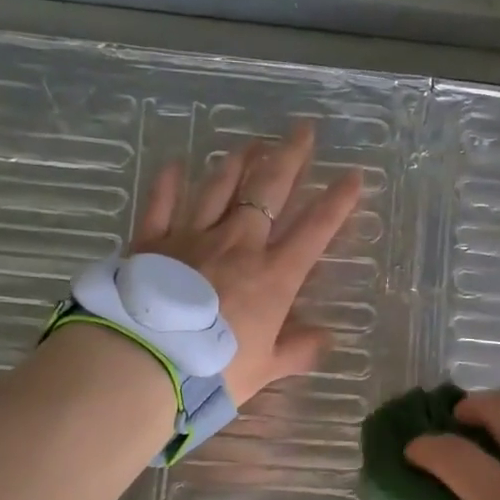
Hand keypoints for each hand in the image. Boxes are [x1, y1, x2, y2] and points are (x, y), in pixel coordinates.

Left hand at [130, 124, 363, 404]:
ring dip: (238, 161)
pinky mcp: (151, 242)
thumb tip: (325, 339)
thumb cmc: (213, 369)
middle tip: (303, 130)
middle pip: (269, 190)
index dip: (337, 202)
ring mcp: (193, 237)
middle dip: (290, 158)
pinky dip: (168, 183)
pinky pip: (162, 203)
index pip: (314, 231)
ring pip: (219, 187)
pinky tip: (175, 165)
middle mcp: (238, 244)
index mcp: (273, 276)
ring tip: (252, 142)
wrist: (145, 362)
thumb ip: (297, 351)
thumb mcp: (265, 369)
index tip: (354, 175)